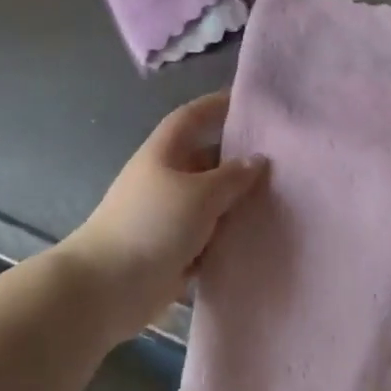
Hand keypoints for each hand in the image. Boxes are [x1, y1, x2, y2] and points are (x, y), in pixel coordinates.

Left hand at [63, 91, 266, 345]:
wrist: (108, 287)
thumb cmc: (153, 225)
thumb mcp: (200, 194)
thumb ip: (232, 177)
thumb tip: (257, 160)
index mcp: (164, 153)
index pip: (192, 117)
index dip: (217, 105)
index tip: (250, 104)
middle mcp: (165, 178)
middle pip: (206, 160)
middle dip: (238, 161)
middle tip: (282, 163)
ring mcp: (167, 215)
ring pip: (209, 201)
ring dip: (236, 204)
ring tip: (280, 202)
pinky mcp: (172, 249)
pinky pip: (207, 236)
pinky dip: (227, 237)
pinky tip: (258, 239)